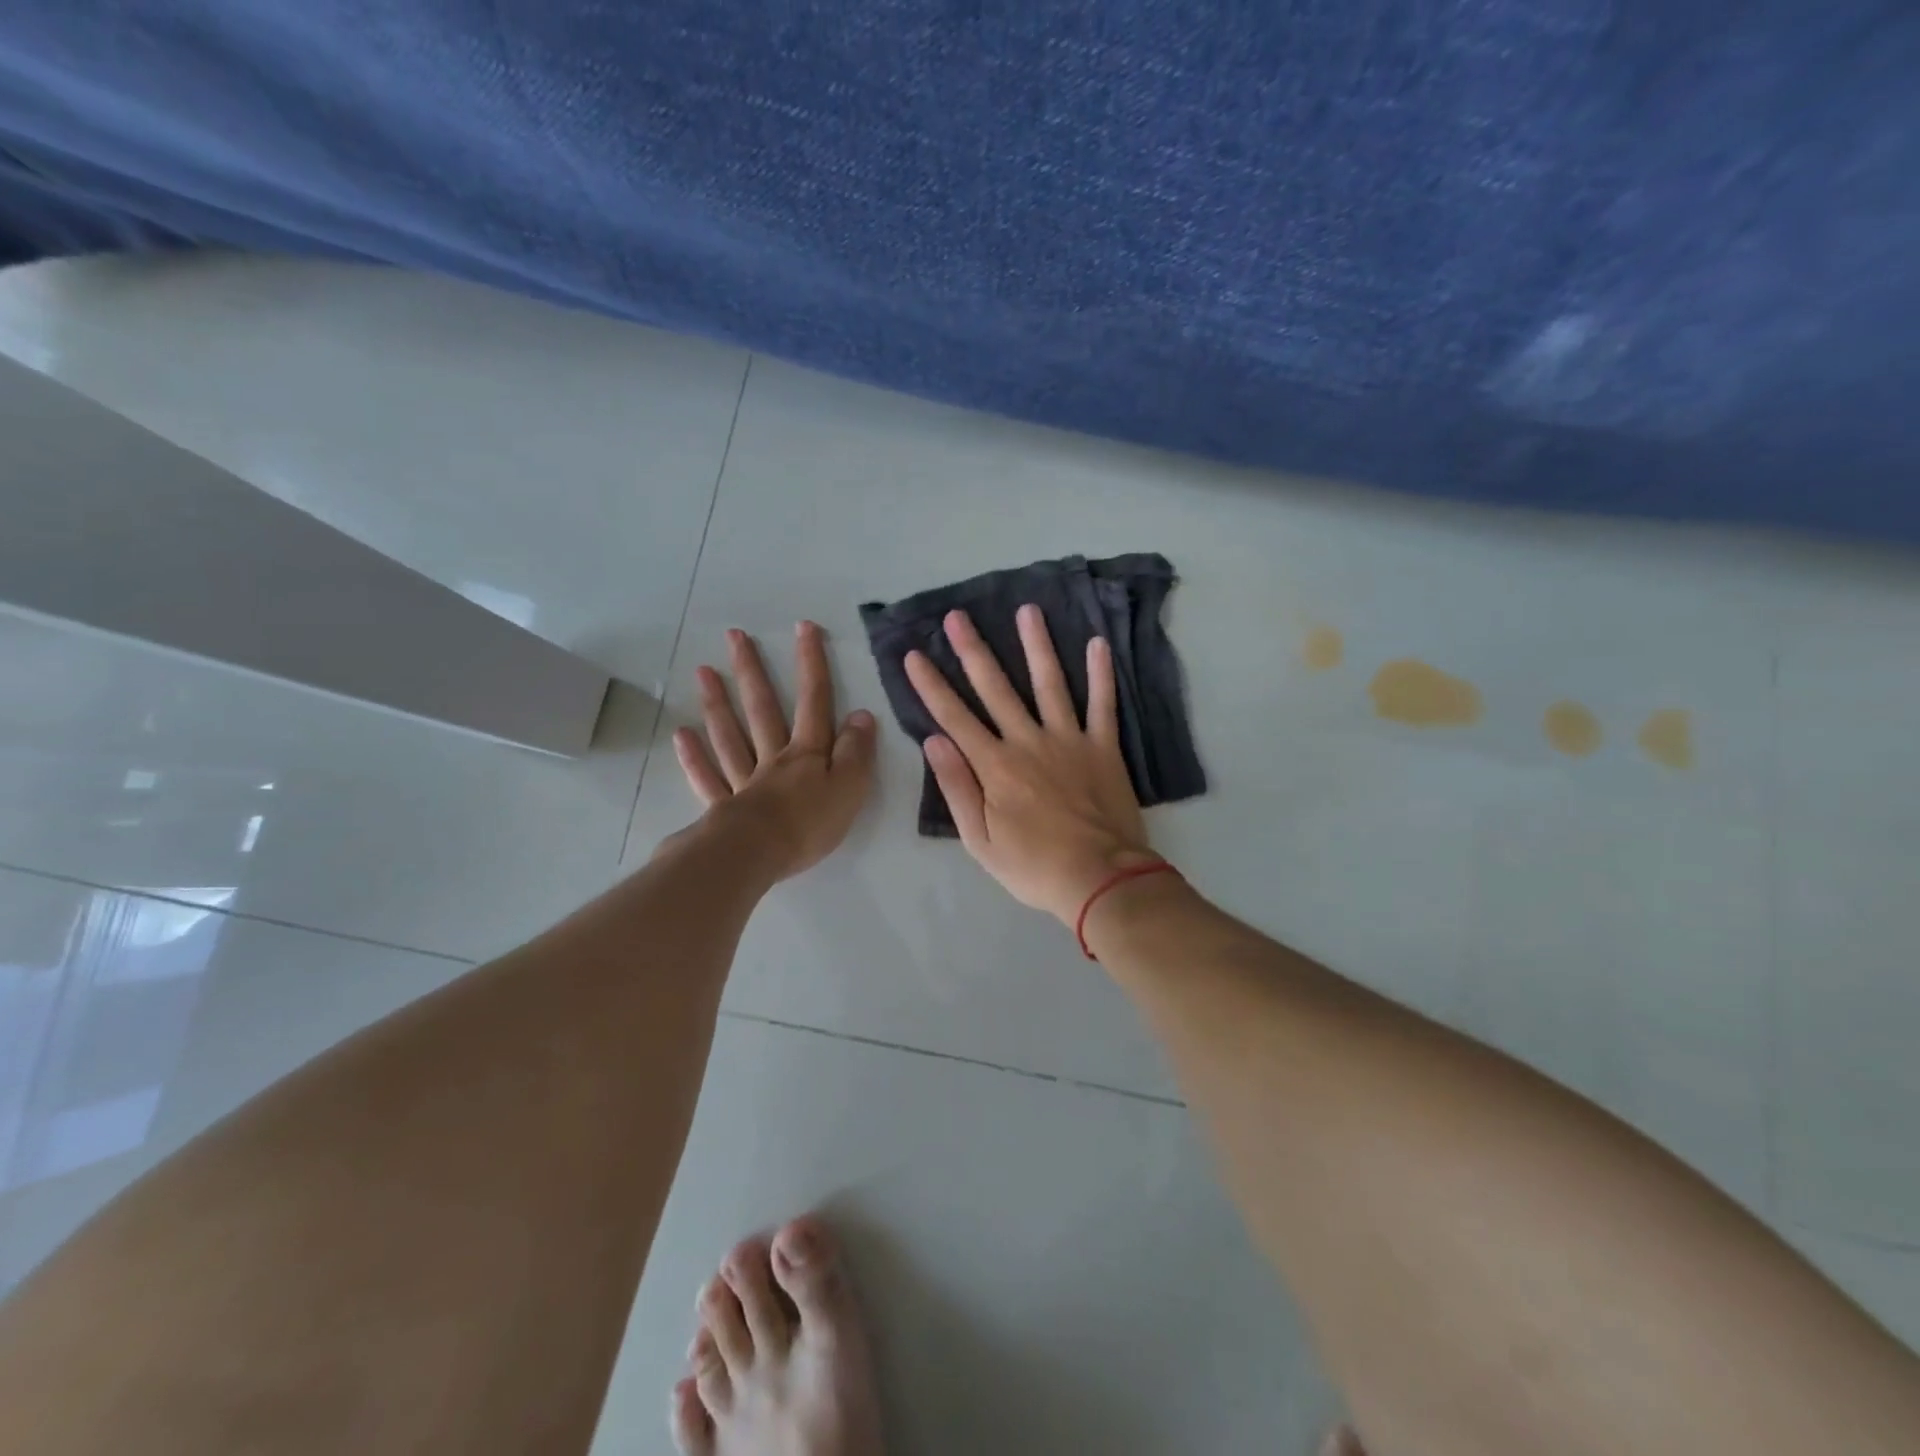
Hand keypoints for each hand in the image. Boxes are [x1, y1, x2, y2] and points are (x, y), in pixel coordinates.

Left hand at [673, 622, 876, 881]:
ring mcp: (744, 781)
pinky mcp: (723, 809)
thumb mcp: (849, 787)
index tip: (803, 627)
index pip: (814, 701)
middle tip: (734, 637)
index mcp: (807, 753)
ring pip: (730, 736)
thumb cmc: (809, 824)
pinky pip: (708, 778)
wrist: (758, 855)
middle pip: (762, 709)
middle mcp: (773, 759)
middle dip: (752, 672)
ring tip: (703, 672)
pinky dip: (695, 757)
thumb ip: (856, 752)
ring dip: (718, 704)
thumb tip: (861, 714)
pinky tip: (682, 735)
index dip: (811, 664)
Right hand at [907, 605, 1157, 925]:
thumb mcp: (980, 841)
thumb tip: (933, 741)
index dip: (931, 684)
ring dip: (1036, 645)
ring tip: (1027, 610)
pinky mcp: (1103, 747)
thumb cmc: (1034, 867)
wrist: (1101, 879)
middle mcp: (1028, 742)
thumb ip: (957, 788)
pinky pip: (1103, 704)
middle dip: (973, 650)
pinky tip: (1097, 643)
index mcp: (994, 766)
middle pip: (995, 688)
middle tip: (957, 616)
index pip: (954, 717)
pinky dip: (1101, 674)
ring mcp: (1069, 740)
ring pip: (1049, 683)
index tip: (914, 654)